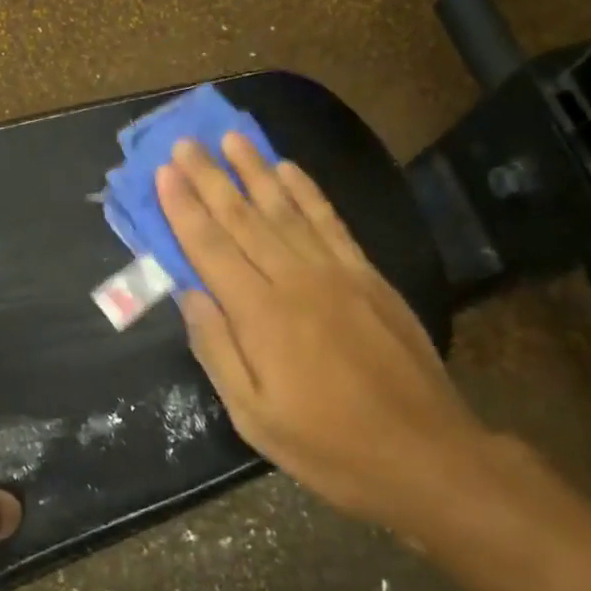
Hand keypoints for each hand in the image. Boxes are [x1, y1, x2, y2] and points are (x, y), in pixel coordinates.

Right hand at [156, 134, 494, 541]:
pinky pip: (330, 221)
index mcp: (260, 316)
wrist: (425, 453)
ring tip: (231, 137)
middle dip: (210, 177)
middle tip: (185, 142)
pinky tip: (288, 169)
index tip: (164, 172)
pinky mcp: (367, 274)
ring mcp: (336, 272)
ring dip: (255, 170)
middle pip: (243, 218)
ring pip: (285, 209)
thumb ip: (218, 350)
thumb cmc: (329, 445)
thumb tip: (189, 294)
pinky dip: (307, 191)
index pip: (210, 248)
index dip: (184, 208)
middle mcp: (294, 280)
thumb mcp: (255, 417)